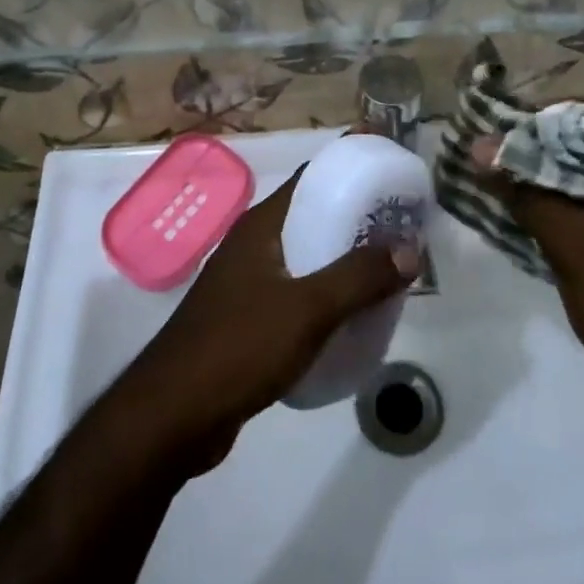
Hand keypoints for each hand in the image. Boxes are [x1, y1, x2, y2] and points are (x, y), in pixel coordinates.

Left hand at [112, 166, 419, 474]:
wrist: (174, 415)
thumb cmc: (239, 347)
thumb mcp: (308, 309)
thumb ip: (358, 277)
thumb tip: (410, 248)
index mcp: (262, 225)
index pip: (312, 178)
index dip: (351, 168)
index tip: (393, 173)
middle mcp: (253, 244)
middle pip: (312, 217)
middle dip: (357, 220)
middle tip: (404, 227)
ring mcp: (248, 283)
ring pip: (306, 258)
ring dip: (344, 261)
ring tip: (389, 271)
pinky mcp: (248, 319)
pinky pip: (297, 293)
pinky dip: (326, 295)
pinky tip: (353, 316)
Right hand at [474, 103, 583, 438]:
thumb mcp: (574, 244)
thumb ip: (525, 191)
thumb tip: (477, 147)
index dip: (557, 112)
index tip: (511, 122)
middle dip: (546, 145)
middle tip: (497, 148)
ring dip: (549, 176)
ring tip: (500, 174)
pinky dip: (561, 206)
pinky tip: (522, 211)